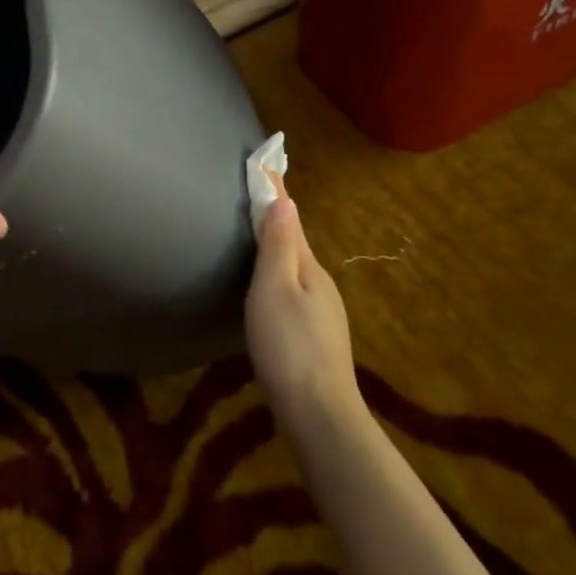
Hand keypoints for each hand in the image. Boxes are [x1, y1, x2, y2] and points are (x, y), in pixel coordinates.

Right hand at [245, 175, 362, 424]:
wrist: (317, 411)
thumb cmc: (289, 345)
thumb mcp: (274, 289)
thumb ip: (278, 246)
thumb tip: (284, 200)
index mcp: (309, 268)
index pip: (290, 220)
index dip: (276, 193)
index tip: (264, 163)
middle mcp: (320, 284)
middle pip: (295, 243)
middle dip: (277, 219)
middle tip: (255, 196)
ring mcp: (320, 313)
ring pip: (295, 270)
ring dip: (278, 249)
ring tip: (257, 238)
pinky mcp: (313, 337)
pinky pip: (293, 292)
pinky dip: (279, 277)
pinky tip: (267, 291)